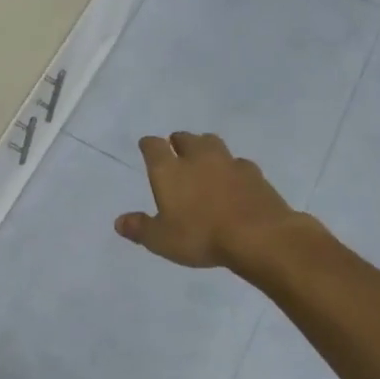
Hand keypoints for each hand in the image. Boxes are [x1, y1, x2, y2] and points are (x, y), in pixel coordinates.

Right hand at [114, 132, 308, 279]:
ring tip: (204, 159)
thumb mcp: (161, 240)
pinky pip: (238, 163)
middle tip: (176, 151)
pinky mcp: (254, 174)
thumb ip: (139, 228)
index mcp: (168, 170)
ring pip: (213, 143)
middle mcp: (197, 158)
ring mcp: (228, 163)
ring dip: (205, 147)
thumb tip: (119, 222)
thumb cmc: (201, 236)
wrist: (260, 236)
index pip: (153, 146)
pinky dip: (232, 168)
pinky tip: (233, 180)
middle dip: (178, 142)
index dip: (149, 145)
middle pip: (185, 138)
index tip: (147, 147)